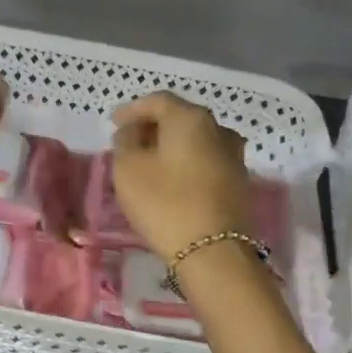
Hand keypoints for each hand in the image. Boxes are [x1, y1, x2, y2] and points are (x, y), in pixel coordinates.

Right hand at [110, 92, 252, 258]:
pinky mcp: (238, 182)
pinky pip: (205, 160)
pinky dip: (186, 162)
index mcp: (190, 118)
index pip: (157, 101)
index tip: (113, 122)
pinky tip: (172, 177)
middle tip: (130, 139)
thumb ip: (125, 142)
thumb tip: (132, 132)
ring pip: (195, 140)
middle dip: (153, 126)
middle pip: (180, 117)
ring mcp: (233, 155)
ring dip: (171, 145)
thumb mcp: (128, 169)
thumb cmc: (165, 203)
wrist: (214, 251)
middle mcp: (218, 128)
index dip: (132, 110)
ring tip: (150, 160)